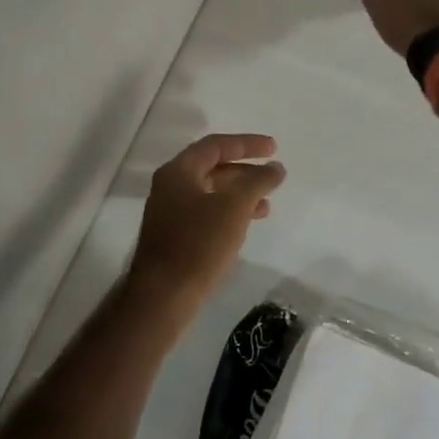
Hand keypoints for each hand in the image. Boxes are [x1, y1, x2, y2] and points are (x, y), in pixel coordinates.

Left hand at [128, 134, 285, 306]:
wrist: (163, 295)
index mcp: (178, 172)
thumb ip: (257, 182)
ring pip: (211, 193)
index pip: (215, 145)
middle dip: (244, 169)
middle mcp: (170, 187)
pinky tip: (247, 224)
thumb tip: (274, 167)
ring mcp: (170, 212)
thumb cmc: (198, 244)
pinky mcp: (175, 236)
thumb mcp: (233, 207)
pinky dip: (229, 212)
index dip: (246, 144)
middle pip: (212, 167)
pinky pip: (207, 213)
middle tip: (273, 173)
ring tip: (267, 203)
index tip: (274, 148)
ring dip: (240, 193)